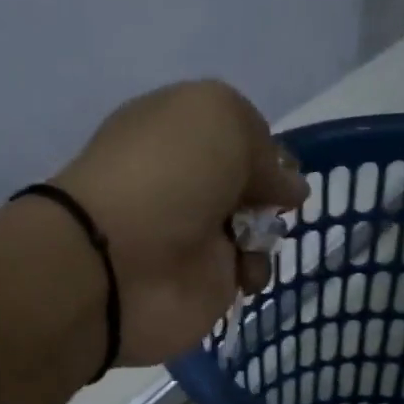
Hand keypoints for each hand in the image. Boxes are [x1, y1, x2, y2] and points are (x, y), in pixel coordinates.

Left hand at [57, 79, 307, 364]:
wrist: (116, 264)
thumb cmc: (165, 175)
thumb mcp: (220, 119)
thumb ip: (262, 144)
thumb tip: (288, 187)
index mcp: (175, 130)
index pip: (232, 133)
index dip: (261, 146)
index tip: (280, 163)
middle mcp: (183, 181)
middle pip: (247, 182)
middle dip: (269, 191)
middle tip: (272, 201)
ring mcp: (191, 234)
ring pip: (253, 228)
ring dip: (267, 232)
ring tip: (255, 240)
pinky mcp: (201, 283)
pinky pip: (246, 273)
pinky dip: (255, 272)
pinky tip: (244, 273)